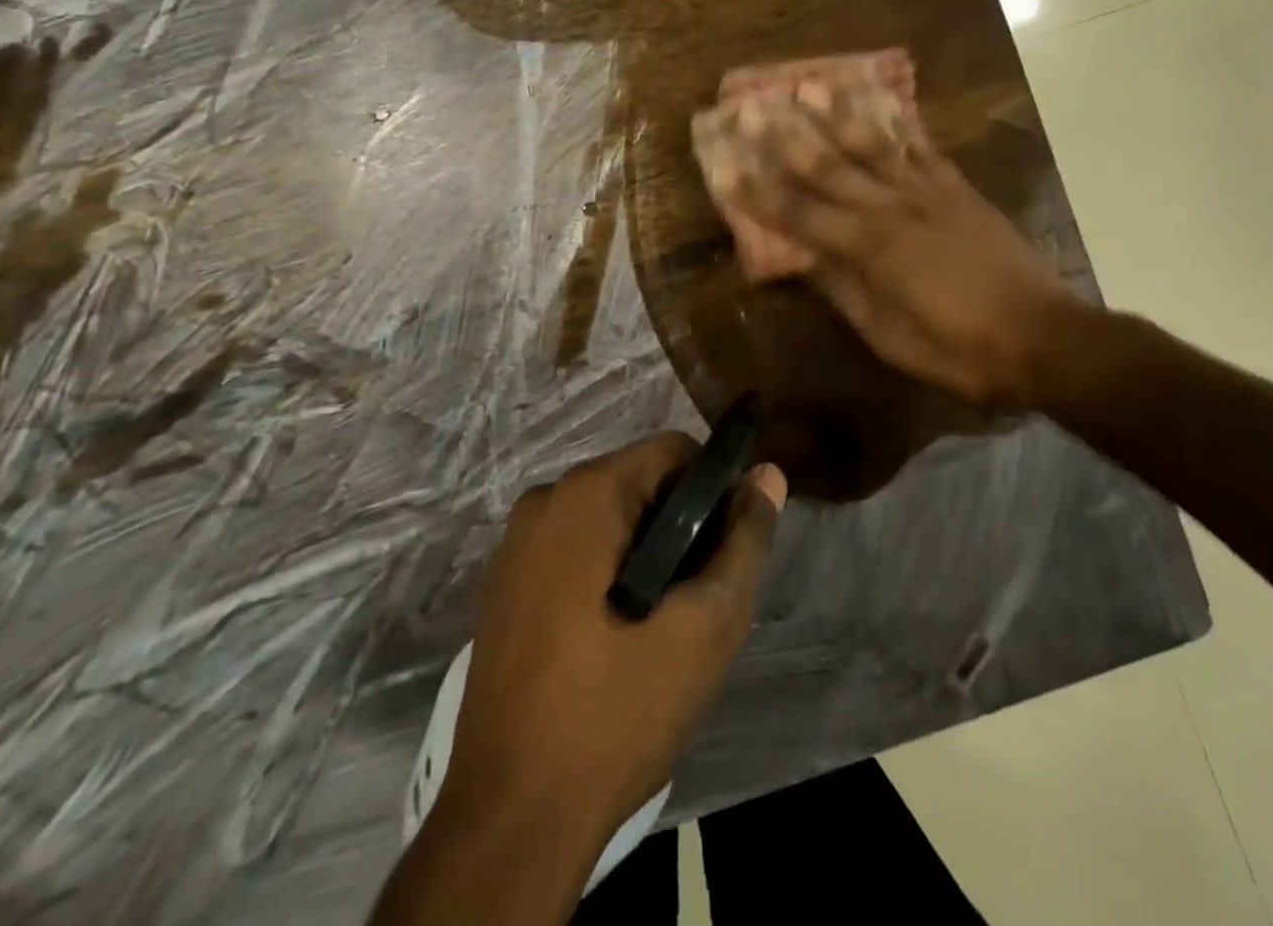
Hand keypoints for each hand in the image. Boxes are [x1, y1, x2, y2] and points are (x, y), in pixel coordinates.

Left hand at [442, 433, 786, 850]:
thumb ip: (743, 543)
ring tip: (665, 624)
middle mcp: (545, 500)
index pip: (673, 451)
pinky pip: (574, 550)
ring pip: (608, 519)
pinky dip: (608, 573)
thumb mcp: (704, 627)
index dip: (715, 488)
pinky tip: (620, 637)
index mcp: (586, 494)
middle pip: (639, 482)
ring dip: (647, 554)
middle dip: (680, 526)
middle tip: (700, 597)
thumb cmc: (616, 712)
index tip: (730, 546)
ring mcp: (516, 544)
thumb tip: (768, 475)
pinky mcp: (504, 585)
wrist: (510, 820)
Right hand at [713, 81, 1081, 407]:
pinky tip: (887, 102)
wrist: (1041, 336)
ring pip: (874, 144)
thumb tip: (806, 262)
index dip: (759, 193)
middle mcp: (891, 208)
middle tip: (754, 107)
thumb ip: (844, 292)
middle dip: (785, 138)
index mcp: (867, 248)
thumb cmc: (958, 349)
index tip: (727, 168)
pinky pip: (925, 148)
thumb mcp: (888, 336)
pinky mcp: (960, 190)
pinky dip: (903, 124)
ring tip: (810, 86)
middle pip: (828, 166)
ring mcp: (928, 193)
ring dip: (837, 114)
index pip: (798, 214)